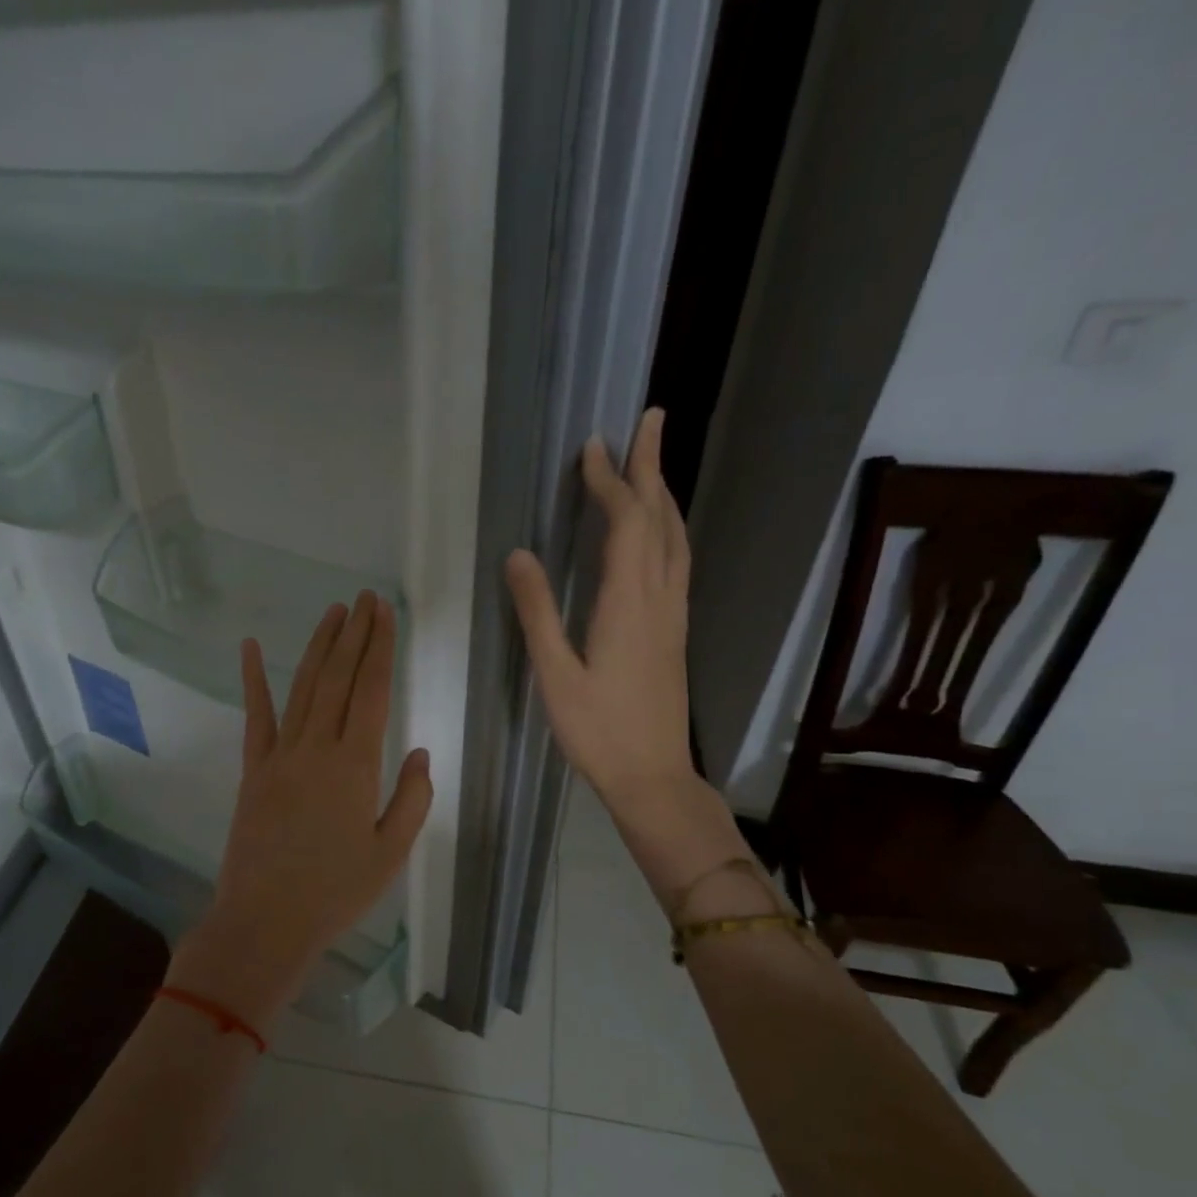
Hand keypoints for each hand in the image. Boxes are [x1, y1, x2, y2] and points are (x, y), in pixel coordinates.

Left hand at [170, 591, 432, 1026]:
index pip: (372, 691)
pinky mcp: (252, 770)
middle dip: (354, 634)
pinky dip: (254, 680)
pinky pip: (255, 717)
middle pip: (338, 678)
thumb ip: (411, 798)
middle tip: (364, 598)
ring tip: (333, 613)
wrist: (266, 920)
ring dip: (318, 647)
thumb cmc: (336, 892)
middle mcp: (317, 748)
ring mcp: (279, 756)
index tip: (385, 612)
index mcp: (356, 765)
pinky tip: (252, 648)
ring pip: (302, 688)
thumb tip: (418, 751)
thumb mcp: (391, 852)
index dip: (380, 647)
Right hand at [506, 408, 748, 903]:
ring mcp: (674, 615)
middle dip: (650, 468)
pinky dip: (669, 531)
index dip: (609, 481)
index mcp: (627, 603)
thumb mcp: (555, 675)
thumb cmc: (597, 731)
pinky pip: (678, 564)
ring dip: (664, 496)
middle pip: (659, 519)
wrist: (653, 776)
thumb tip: (519, 555)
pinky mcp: (676, 633)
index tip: (593, 445)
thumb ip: (537, 612)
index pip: (624, 524)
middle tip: (646, 421)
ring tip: (651, 467)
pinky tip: (659, 535)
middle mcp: (659, 598)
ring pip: (676, 540)